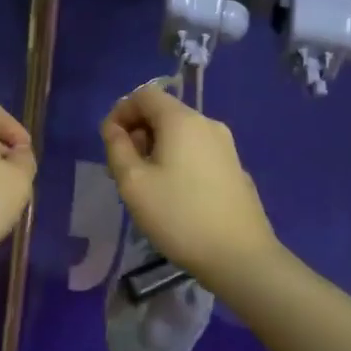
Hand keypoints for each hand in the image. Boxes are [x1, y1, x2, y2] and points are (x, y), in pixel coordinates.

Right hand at [101, 85, 280, 284]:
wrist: (240, 256)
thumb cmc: (179, 215)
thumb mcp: (133, 183)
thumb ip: (117, 148)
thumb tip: (114, 128)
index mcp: (182, 120)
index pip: (144, 94)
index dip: (120, 111)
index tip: (109, 143)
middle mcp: (207, 124)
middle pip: (163, 112)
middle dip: (137, 132)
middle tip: (123, 168)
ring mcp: (226, 146)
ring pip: (180, 133)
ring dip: (156, 148)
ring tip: (145, 184)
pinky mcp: (234, 168)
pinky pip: (196, 151)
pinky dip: (177, 160)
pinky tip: (174, 195)